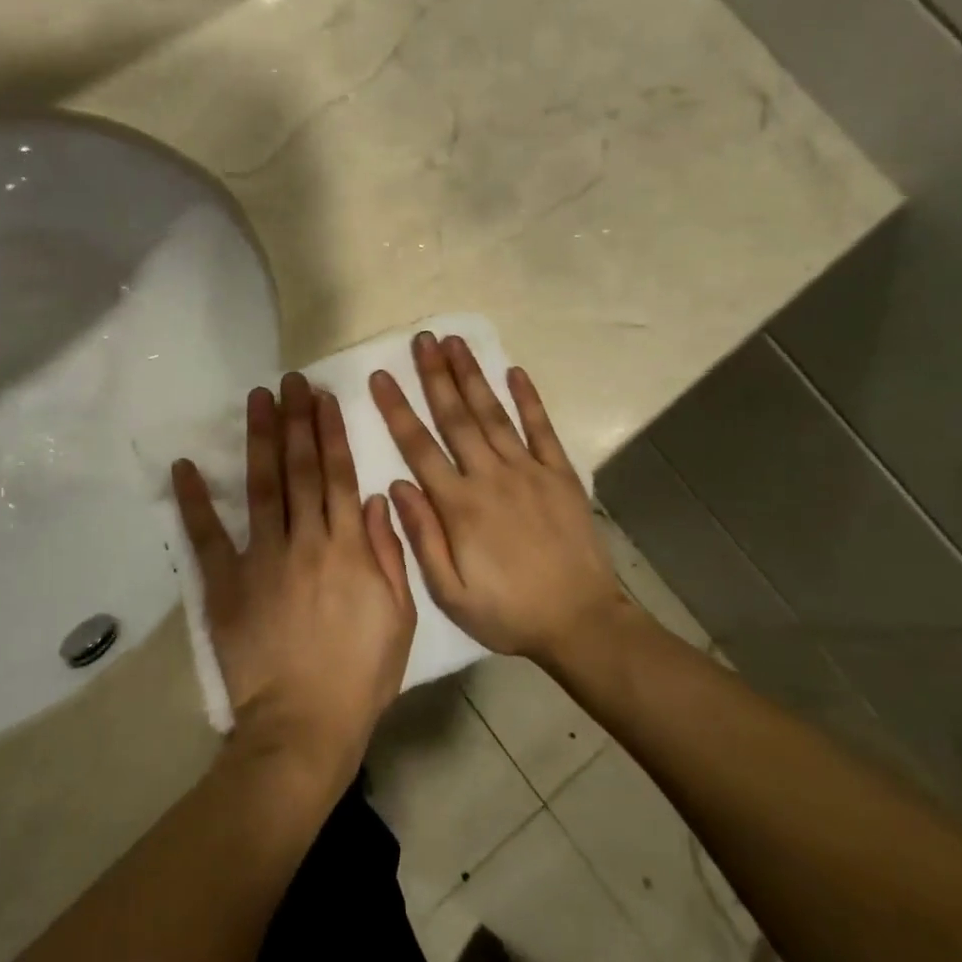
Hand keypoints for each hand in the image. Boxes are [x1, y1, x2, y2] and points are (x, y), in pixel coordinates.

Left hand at [172, 374, 416, 793]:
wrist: (304, 725)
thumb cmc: (360, 674)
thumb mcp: (399, 617)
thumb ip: (387, 555)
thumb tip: (371, 500)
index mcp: (347, 548)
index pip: (338, 475)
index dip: (330, 432)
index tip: (323, 397)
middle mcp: (305, 542)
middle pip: (300, 470)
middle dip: (296, 421)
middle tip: (289, 380)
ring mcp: (262, 559)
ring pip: (262, 487)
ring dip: (260, 440)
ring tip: (257, 399)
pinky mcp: (226, 584)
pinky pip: (208, 536)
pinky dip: (195, 500)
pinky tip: (185, 465)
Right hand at [371, 333, 622, 662]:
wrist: (580, 622)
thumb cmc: (507, 612)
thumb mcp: (450, 592)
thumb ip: (422, 537)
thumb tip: (396, 487)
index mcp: (459, 506)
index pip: (419, 447)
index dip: (397, 409)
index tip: (381, 376)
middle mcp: (491, 477)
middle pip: (456, 417)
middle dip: (435, 375)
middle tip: (422, 339)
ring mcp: (529, 471)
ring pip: (494, 414)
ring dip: (473, 376)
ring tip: (456, 342)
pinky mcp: (561, 475)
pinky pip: (542, 429)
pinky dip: (529, 399)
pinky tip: (515, 371)